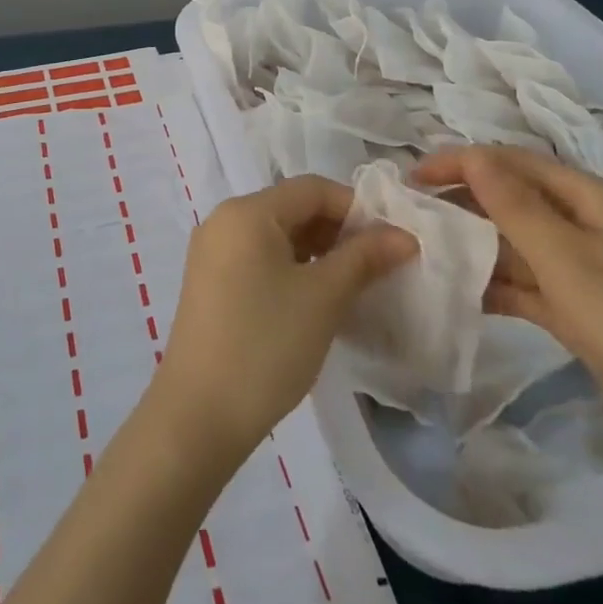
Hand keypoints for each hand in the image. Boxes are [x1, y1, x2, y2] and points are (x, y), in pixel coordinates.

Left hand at [153, 176, 416, 461]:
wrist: (199, 414)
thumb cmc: (265, 344)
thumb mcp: (323, 298)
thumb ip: (363, 258)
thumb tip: (404, 235)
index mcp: (247, 211)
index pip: (311, 189)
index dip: (356, 207)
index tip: (392, 240)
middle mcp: (224, 220)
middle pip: (292, 208)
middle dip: (338, 231)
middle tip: (378, 265)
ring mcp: (213, 252)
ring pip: (276, 235)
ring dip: (317, 251)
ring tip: (354, 284)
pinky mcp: (210, 282)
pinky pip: (259, 258)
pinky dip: (292, 268)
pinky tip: (316, 299)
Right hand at [416, 146, 602, 485]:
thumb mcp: (569, 260)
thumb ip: (515, 206)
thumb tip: (472, 154)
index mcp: (591, 199)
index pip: (513, 162)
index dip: (461, 162)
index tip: (412, 179)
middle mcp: (589, 225)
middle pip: (515, 200)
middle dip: (465, 203)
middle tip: (412, 218)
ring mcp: (591, 272)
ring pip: (521, 245)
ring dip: (479, 246)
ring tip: (427, 254)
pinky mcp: (590, 313)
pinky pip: (534, 286)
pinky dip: (501, 286)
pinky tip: (464, 295)